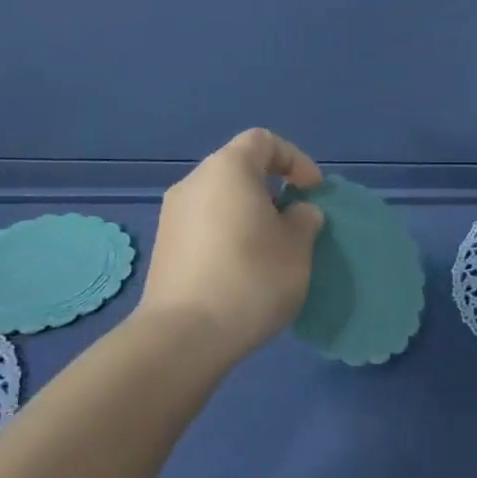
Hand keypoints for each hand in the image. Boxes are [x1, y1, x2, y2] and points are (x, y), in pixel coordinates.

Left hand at [136, 128, 326, 359]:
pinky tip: (241, 270)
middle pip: (239, 169)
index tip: (312, 191)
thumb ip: (304, 219)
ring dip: (248, 214)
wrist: (184, 336)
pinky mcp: (164, 247)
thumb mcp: (297, 248)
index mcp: (228, 168)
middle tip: (293, 222)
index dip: (294, 159)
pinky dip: (227, 234)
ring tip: (270, 249)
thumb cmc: (251, 278)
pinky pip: (204, 225)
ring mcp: (173, 215)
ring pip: (220, 199)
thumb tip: (296, 212)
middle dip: (271, 188)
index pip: (264, 141)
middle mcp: (194, 182)